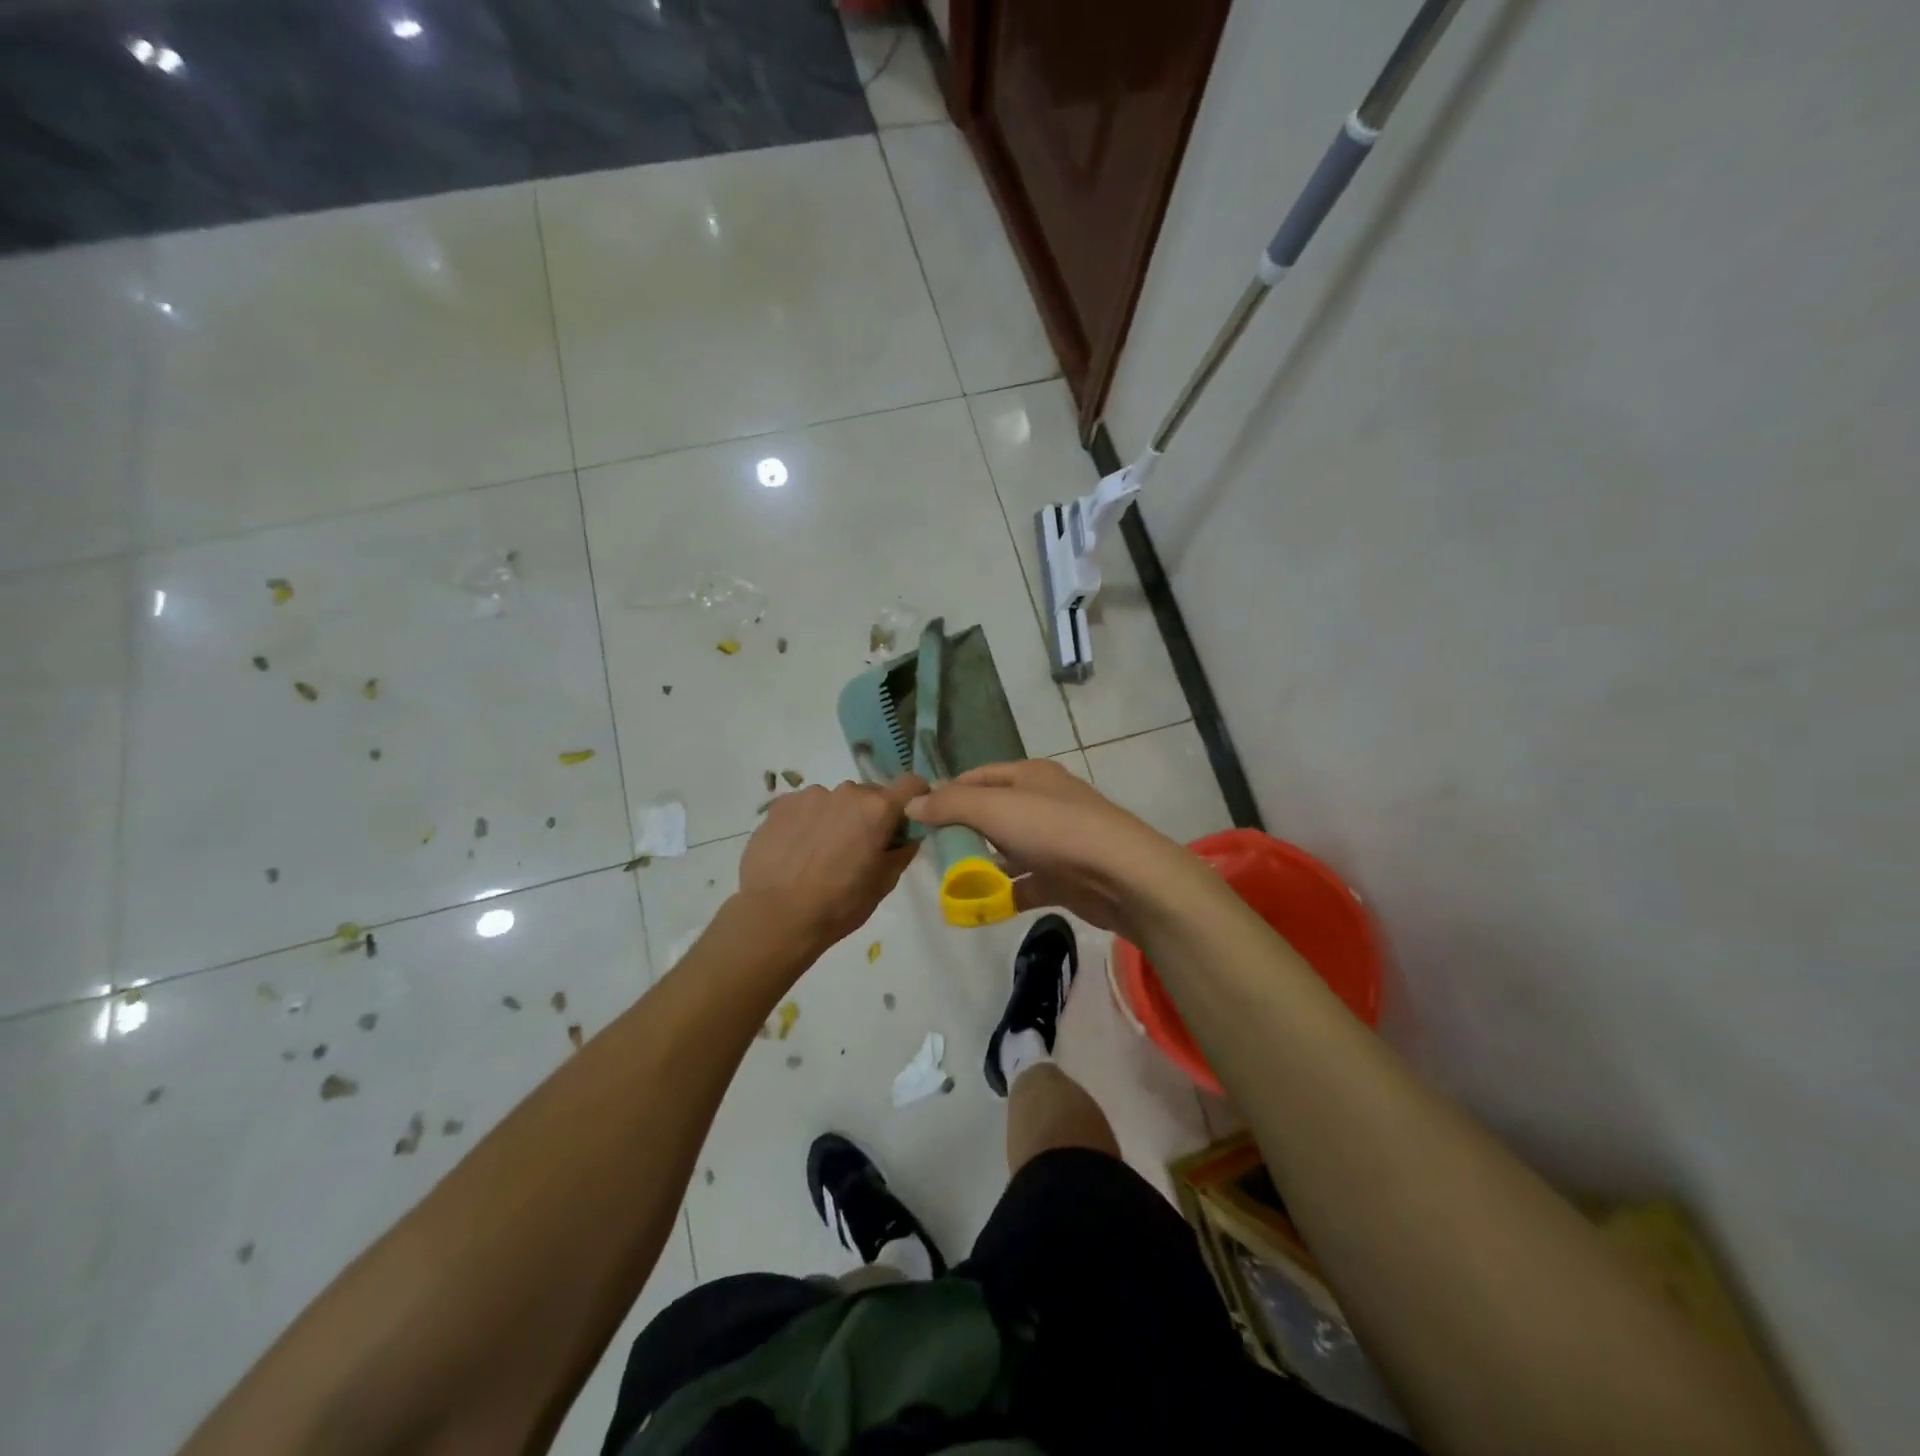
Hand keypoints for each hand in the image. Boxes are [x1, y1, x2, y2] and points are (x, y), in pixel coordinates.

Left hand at [736, 774, 927, 954]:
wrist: (774, 916)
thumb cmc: (838, 905)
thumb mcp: (882, 885)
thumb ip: (901, 853)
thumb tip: (908, 836)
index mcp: (877, 809)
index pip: (911, 785)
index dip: (914, 799)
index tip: (905, 821)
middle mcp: (846, 792)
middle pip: (869, 794)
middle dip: (870, 815)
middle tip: (858, 848)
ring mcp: (810, 795)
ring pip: (835, 800)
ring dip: (836, 817)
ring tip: (820, 853)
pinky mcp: (780, 804)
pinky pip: (805, 806)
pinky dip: (808, 821)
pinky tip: (796, 850)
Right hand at [905, 759, 1201, 938]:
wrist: (1121, 875)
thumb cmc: (1054, 830)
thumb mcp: (993, 809)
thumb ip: (950, 805)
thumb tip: (912, 804)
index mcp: (1029, 776)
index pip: (978, 777)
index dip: (947, 793)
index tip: (918, 818)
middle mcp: (1043, 802)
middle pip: (993, 812)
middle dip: (963, 831)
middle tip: (932, 853)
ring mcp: (1057, 840)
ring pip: (1010, 849)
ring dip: (984, 864)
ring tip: (953, 881)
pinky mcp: (1066, 876)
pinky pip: (1027, 882)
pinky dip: (1006, 893)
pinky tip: (984, 906)